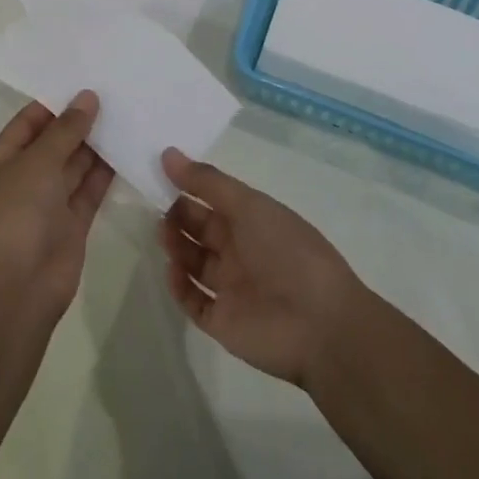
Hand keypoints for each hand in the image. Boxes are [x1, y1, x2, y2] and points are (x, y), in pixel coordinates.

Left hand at [0, 91, 113, 318]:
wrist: (20, 288)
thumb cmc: (17, 215)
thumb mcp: (38, 163)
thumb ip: (65, 130)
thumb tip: (87, 97)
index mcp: (3, 161)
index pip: (28, 122)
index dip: (54, 102)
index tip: (84, 82)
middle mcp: (26, 178)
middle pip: (55, 142)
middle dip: (80, 121)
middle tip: (114, 93)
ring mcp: (50, 202)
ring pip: (76, 164)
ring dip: (96, 144)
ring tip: (126, 114)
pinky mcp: (73, 222)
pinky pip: (91, 189)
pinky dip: (107, 172)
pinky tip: (128, 149)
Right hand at [157, 148, 369, 388]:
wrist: (320, 325)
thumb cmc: (287, 252)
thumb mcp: (249, 205)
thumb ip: (207, 181)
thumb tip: (168, 153)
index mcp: (253, 221)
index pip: (213, 199)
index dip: (188, 187)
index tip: (159, 174)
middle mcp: (241, 251)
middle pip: (200, 230)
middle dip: (178, 217)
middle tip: (157, 209)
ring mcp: (231, 288)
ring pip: (193, 263)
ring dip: (176, 247)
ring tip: (164, 236)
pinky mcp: (222, 322)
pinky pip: (193, 301)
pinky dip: (179, 287)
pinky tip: (172, 271)